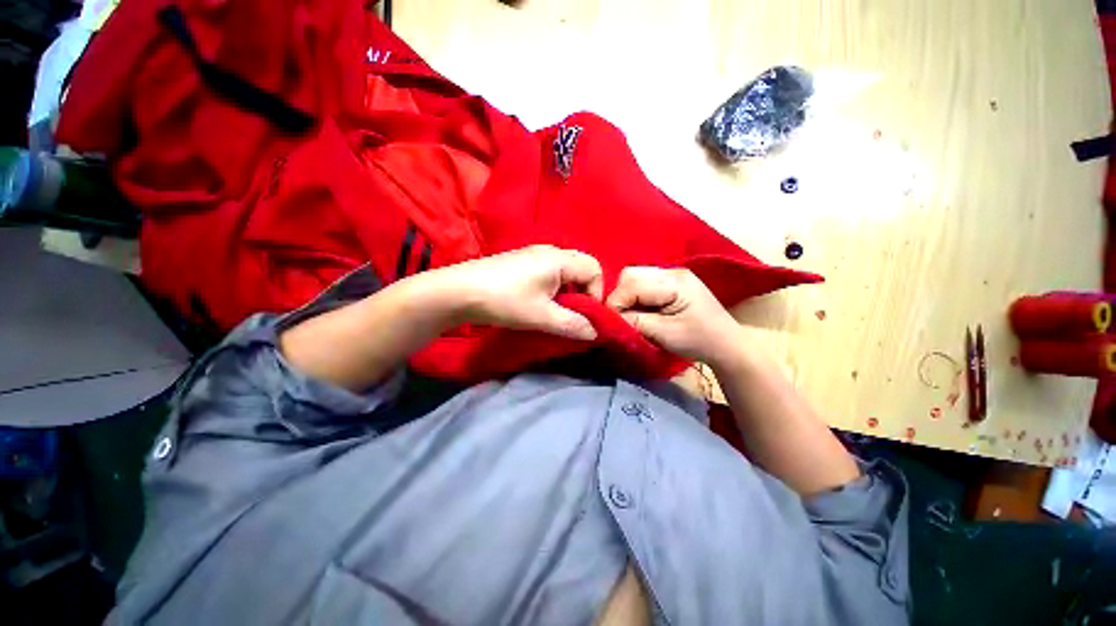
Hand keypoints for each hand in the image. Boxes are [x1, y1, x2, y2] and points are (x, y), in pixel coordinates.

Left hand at [440, 245, 603, 340]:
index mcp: (559, 259)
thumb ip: (573, 325)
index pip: (594, 269)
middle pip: (581, 267)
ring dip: (568, 291)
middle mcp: (550, 250)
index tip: (585, 315)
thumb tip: (595, 333)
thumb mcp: (542, 316)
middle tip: (573, 312)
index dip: (596, 294)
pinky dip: (554, 287)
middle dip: (584, 291)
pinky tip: (539, 301)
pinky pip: (550, 271)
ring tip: (556, 310)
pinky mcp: (521, 262)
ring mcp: (534, 254)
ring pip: (565, 270)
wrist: (459, 291)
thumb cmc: (505, 301)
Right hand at [606, 267, 741, 366]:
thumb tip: (609, 318)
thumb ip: (634, 323)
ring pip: (634, 278)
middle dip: (619, 296)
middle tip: (619, 318)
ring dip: (626, 296)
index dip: (615, 302)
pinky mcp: (670, 282)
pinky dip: (634, 297)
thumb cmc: (699, 341)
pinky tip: (640, 311)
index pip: (631, 284)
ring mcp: (672, 274)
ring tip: (629, 316)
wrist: (726, 344)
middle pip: (630, 275)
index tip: (609, 322)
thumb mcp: (665, 335)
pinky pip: (642, 284)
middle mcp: (672, 271)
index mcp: (675, 282)